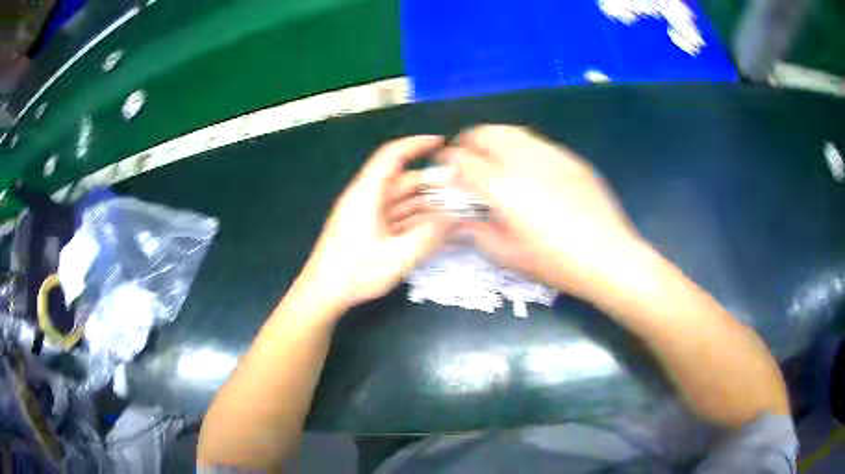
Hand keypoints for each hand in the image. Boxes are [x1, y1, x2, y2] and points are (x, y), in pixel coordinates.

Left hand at [299, 135, 453, 312]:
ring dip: (426, 203)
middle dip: (431, 182)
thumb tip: (454, 218)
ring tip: (455, 211)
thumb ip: (429, 235)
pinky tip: (435, 228)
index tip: (441, 142)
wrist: (324, 292)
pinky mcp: (368, 229)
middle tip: (461, 188)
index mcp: (367, 193)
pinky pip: (396, 216)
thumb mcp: (398, 256)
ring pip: (401, 200)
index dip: (416, 144)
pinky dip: (415, 219)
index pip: (392, 155)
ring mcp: (367, 214)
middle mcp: (367, 197)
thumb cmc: (356, 272)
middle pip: (402, 180)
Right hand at [439, 125, 643, 296]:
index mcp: (500, 186)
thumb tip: (459, 221)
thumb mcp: (508, 256)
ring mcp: (550, 154)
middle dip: (469, 140)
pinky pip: (538, 141)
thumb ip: (477, 233)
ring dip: (495, 138)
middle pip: (485, 133)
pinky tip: (528, 165)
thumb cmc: (554, 261)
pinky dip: (522, 145)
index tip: (444, 166)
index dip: (448, 160)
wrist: (608, 256)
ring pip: (512, 130)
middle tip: (467, 156)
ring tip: (493, 155)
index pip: (462, 161)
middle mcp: (522, 160)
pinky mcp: (570, 158)